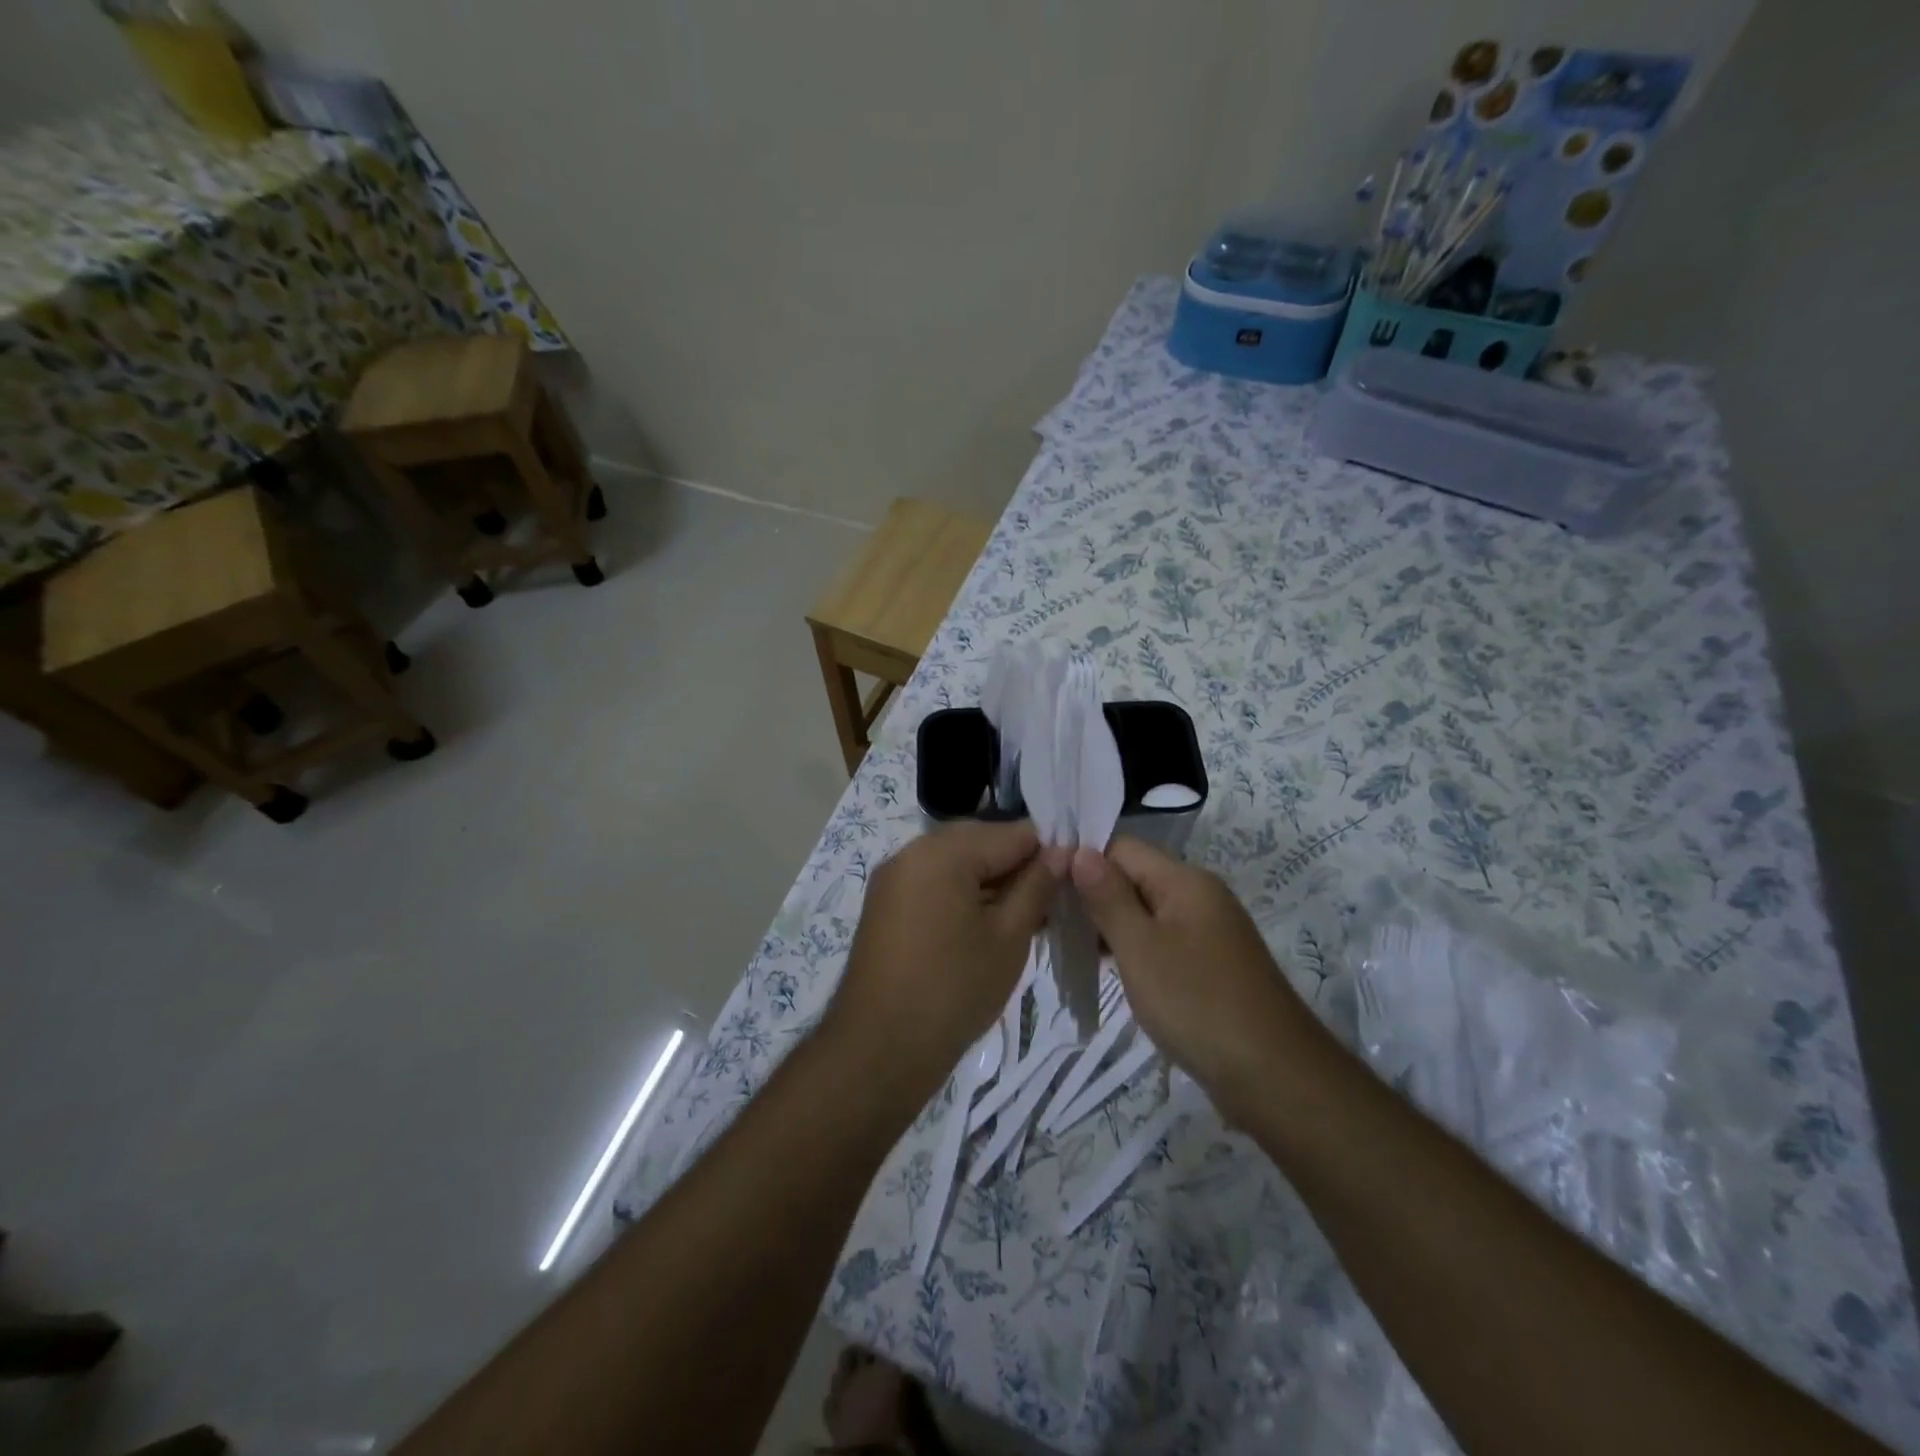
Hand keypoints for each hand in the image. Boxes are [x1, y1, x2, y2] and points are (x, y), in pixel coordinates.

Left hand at [826, 820, 1058, 1101]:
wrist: (880, 1048)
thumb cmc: (954, 990)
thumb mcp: (1008, 937)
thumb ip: (1036, 886)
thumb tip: (1061, 852)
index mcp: (942, 851)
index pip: (1011, 832)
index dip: (1048, 850)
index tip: (1075, 876)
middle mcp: (911, 851)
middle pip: (980, 842)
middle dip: (1017, 865)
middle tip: (1051, 900)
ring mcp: (893, 878)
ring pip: (956, 862)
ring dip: (991, 880)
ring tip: (1025, 915)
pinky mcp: (885, 904)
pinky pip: (933, 882)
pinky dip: (962, 893)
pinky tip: (987, 923)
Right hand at [1070, 837, 1311, 1109]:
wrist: (1273, 1075)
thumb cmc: (1197, 1003)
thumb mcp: (1140, 947)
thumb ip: (1107, 897)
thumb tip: (1080, 850)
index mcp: (1185, 880)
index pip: (1121, 847)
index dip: (1082, 859)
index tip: (1045, 886)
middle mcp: (1199, 896)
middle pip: (1134, 877)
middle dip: (1092, 894)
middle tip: (1049, 921)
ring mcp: (1207, 931)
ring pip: (1146, 911)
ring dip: (1109, 924)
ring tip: (1068, 946)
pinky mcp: (1210, 964)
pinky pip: (1161, 939)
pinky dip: (1133, 947)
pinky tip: (1108, 968)